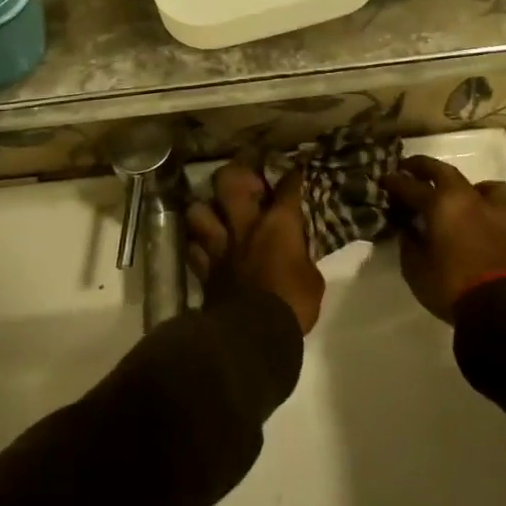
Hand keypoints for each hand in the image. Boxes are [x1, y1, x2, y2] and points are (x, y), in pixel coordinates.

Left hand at [187, 160, 324, 334]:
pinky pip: (192, 248)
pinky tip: (203, 245)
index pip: (287, 188)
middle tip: (245, 176)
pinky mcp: (204, 270)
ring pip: (198, 211)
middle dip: (237, 171)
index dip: (291, 175)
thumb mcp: (312, 280)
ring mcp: (220, 246)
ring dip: (205, 209)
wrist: (253, 336)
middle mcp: (245, 226)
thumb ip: (302, 258)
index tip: (294, 168)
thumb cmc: (292, 305)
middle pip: (230, 182)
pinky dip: (196, 244)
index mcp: (278, 225)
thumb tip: (297, 254)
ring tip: (214, 212)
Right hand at [380, 154, 505, 321]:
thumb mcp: (415, 268)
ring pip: (487, 187)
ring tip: (465, 197)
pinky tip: (490, 225)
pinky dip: (496, 215)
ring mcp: (496, 214)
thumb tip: (409, 229)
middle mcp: (469, 199)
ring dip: (473, 188)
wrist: (501, 308)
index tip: (384, 178)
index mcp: (441, 204)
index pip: (411, 186)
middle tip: (411, 168)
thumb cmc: (451, 285)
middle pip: (444, 172)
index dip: (395, 182)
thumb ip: (409, 243)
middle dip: (424, 167)